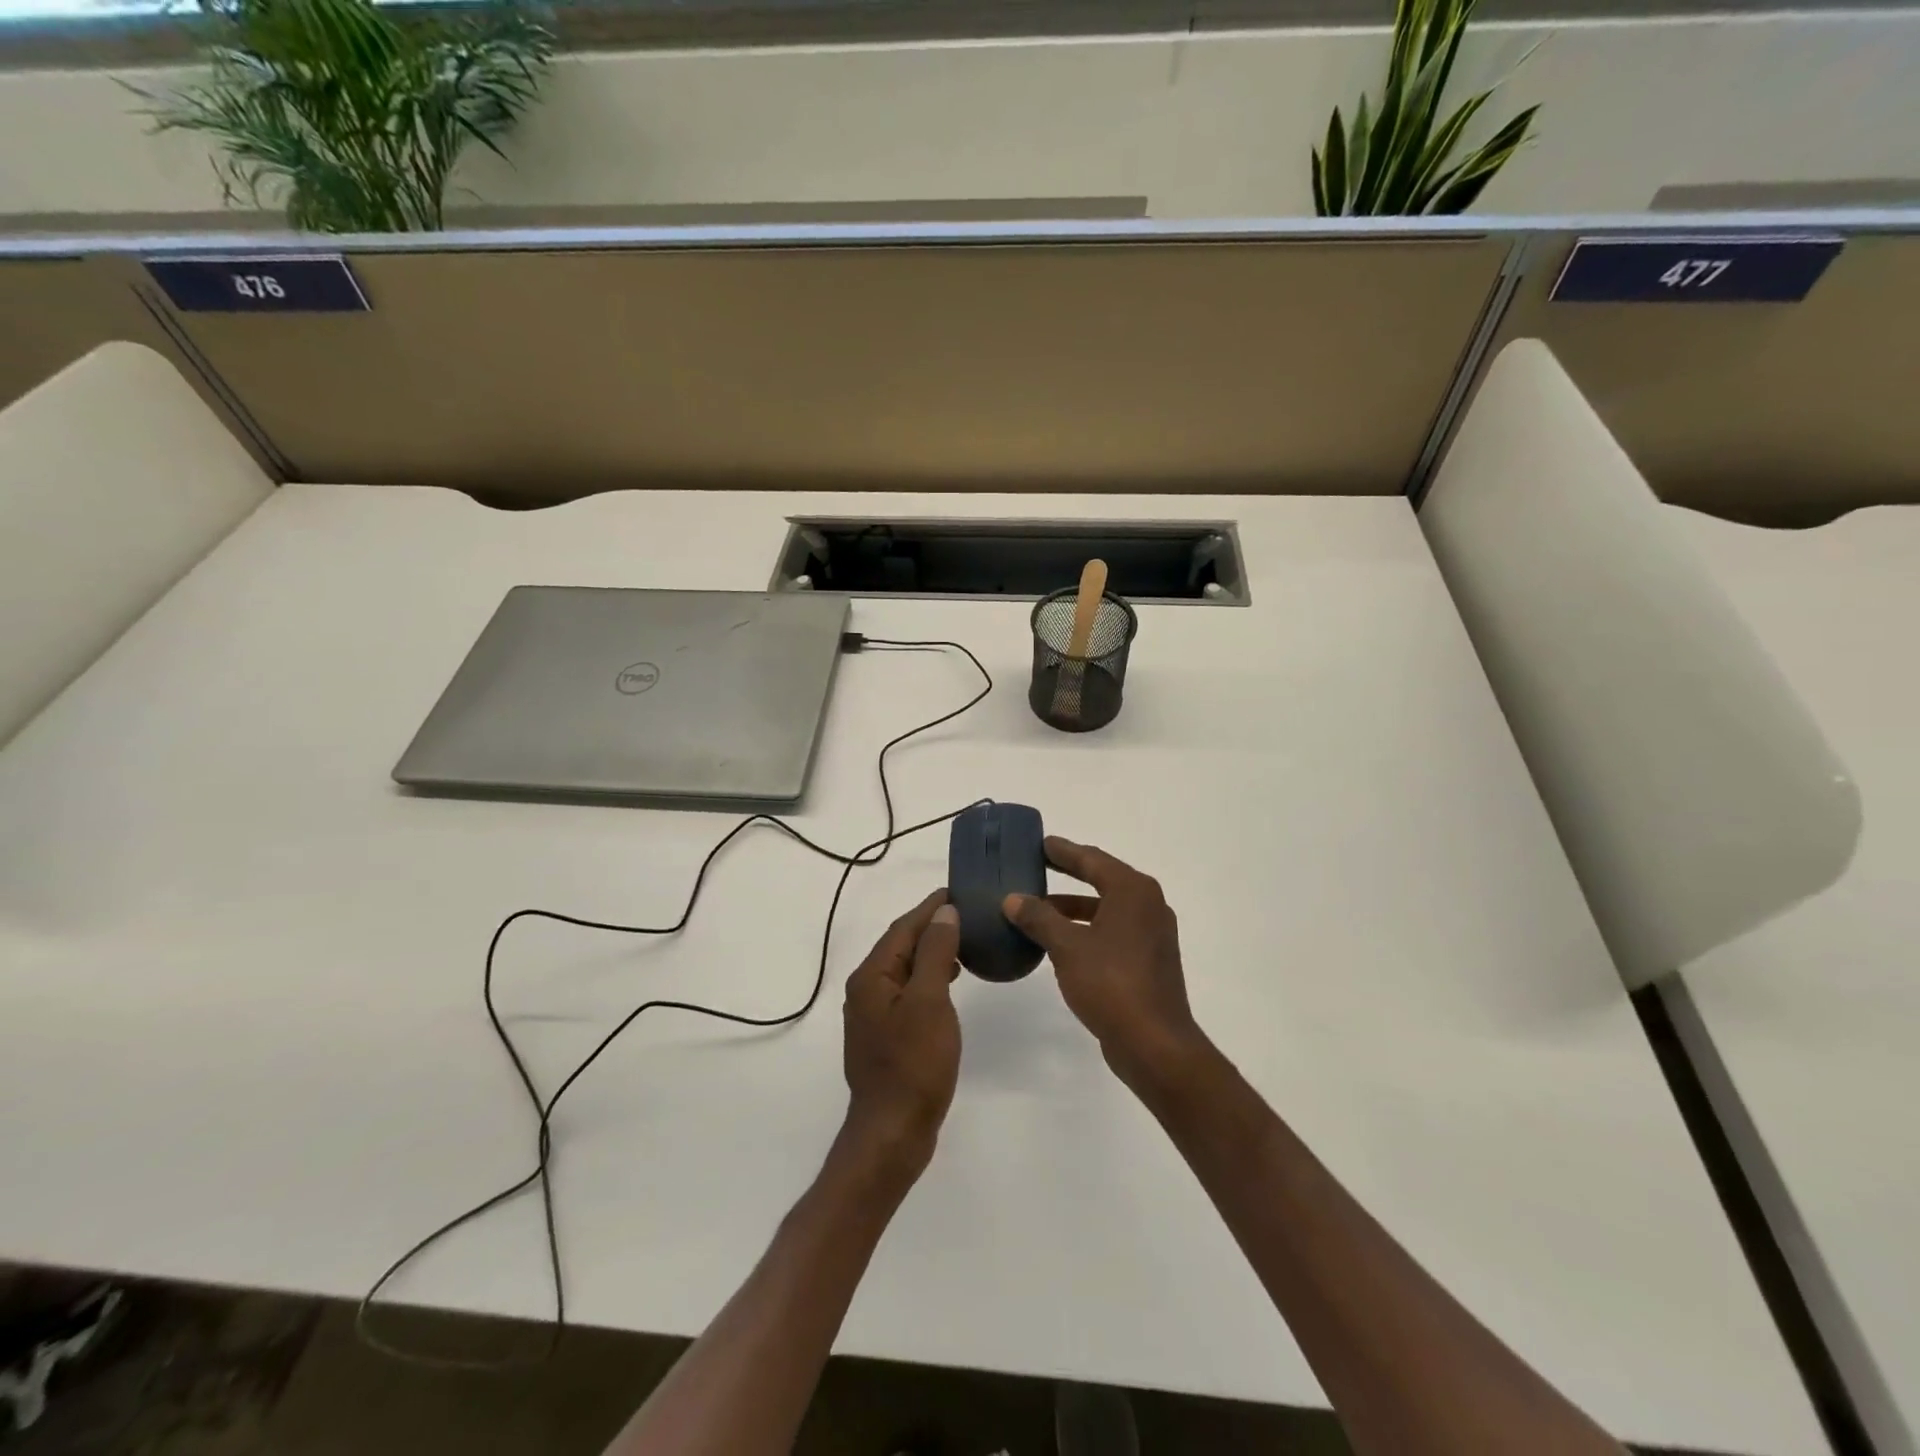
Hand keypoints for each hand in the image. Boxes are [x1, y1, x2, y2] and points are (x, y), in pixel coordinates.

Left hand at [841, 891, 962, 1173]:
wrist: (893, 1131)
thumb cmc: (914, 1064)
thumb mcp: (930, 1001)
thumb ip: (935, 953)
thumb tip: (943, 912)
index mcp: (872, 976)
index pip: (903, 928)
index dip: (930, 907)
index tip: (957, 890)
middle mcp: (866, 989)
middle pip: (900, 945)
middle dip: (931, 926)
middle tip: (967, 913)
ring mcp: (873, 1014)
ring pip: (905, 969)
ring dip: (931, 951)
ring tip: (964, 941)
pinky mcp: (886, 1035)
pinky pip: (908, 991)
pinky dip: (929, 977)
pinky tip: (949, 981)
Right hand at [1004, 838, 1205, 1092]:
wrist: (1155, 1044)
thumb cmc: (1111, 983)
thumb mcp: (1067, 947)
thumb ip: (1039, 918)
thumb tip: (1013, 899)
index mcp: (1133, 891)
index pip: (1092, 859)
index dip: (1064, 851)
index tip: (1040, 843)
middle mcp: (1147, 906)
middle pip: (1102, 880)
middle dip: (1069, 874)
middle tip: (1037, 866)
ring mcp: (1151, 935)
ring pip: (1105, 909)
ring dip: (1073, 908)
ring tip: (1037, 909)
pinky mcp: (1148, 962)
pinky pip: (1111, 932)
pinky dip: (1085, 930)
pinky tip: (1058, 942)